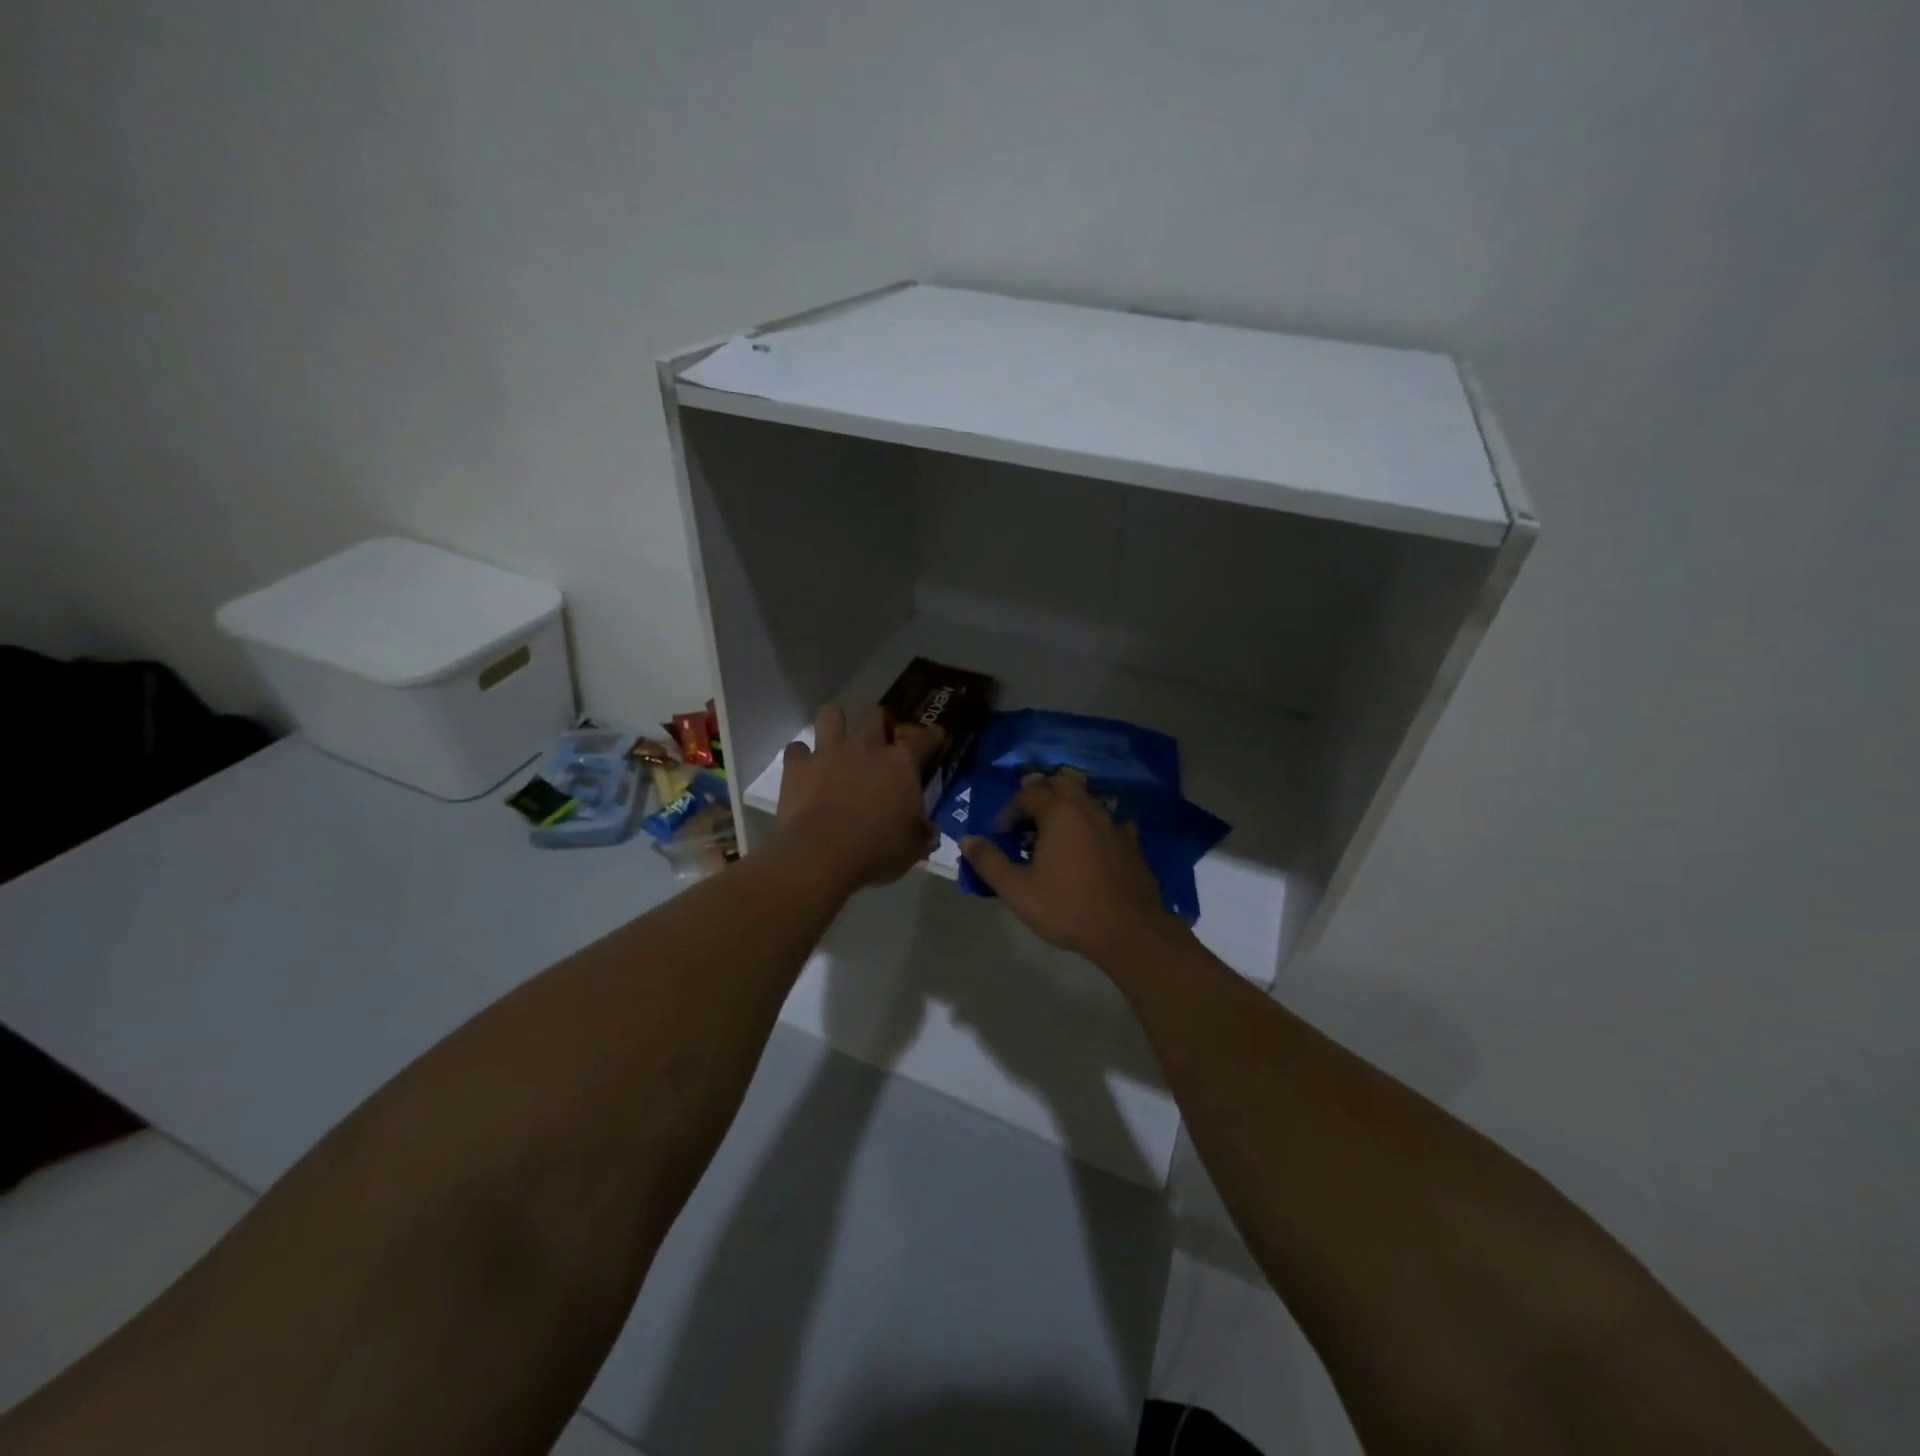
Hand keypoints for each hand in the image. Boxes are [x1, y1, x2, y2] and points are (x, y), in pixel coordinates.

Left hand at [775, 705, 941, 888]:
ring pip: (831, 714)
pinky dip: (801, 756)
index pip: (925, 740)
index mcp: (901, 764)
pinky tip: (804, 769)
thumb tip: (929, 832)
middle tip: (878, 737)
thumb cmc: (877, 850)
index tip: (936, 735)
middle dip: (878, 720)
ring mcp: (829, 752)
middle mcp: (866, 747)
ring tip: (836, 738)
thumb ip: (923, 834)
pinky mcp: (798, 766)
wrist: (822, 854)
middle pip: (874, 714)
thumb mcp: (912, 848)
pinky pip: (797, 748)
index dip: (933, 736)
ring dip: (835, 722)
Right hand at [960, 773, 1186, 965]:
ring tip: (1051, 834)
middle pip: (1060, 783)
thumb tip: (967, 839)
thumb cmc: (1068, 908)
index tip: (1000, 834)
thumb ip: (989, 862)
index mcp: (1059, 812)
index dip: (1009, 810)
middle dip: (1039, 794)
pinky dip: (1090, 825)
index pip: (1028, 794)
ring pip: (1085, 799)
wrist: (1129, 931)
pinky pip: (1106, 821)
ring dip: (1064, 807)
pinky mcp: (1130, 842)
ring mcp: (1113, 823)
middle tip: (1025, 819)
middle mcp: (1088, 808)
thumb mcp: (1017, 890)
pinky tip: (1087, 846)